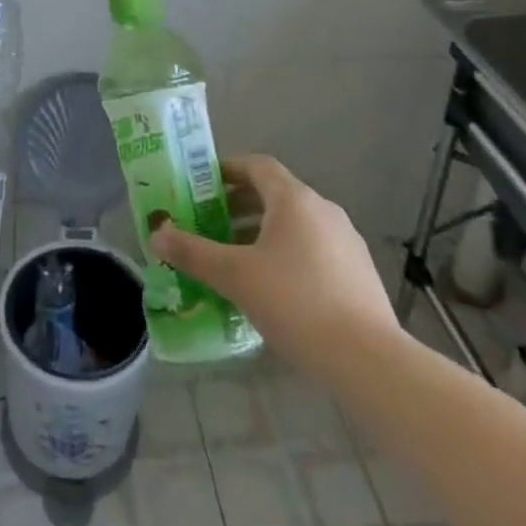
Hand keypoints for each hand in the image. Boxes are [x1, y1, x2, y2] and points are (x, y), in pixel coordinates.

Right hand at [151, 154, 398, 374]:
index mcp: (294, 199)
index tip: (203, 184)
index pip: (257, 165)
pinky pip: (315, 249)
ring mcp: (346, 240)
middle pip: (275, 194)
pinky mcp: (359, 272)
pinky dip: (289, 255)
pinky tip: (275, 290)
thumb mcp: (235, 276)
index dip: (229, 170)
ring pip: (296, 224)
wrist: (368, 360)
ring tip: (238, 261)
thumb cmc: (295, 303)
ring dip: (264, 233)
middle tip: (211, 224)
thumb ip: (194, 253)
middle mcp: (323, 209)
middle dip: (241, 206)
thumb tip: (157, 234)